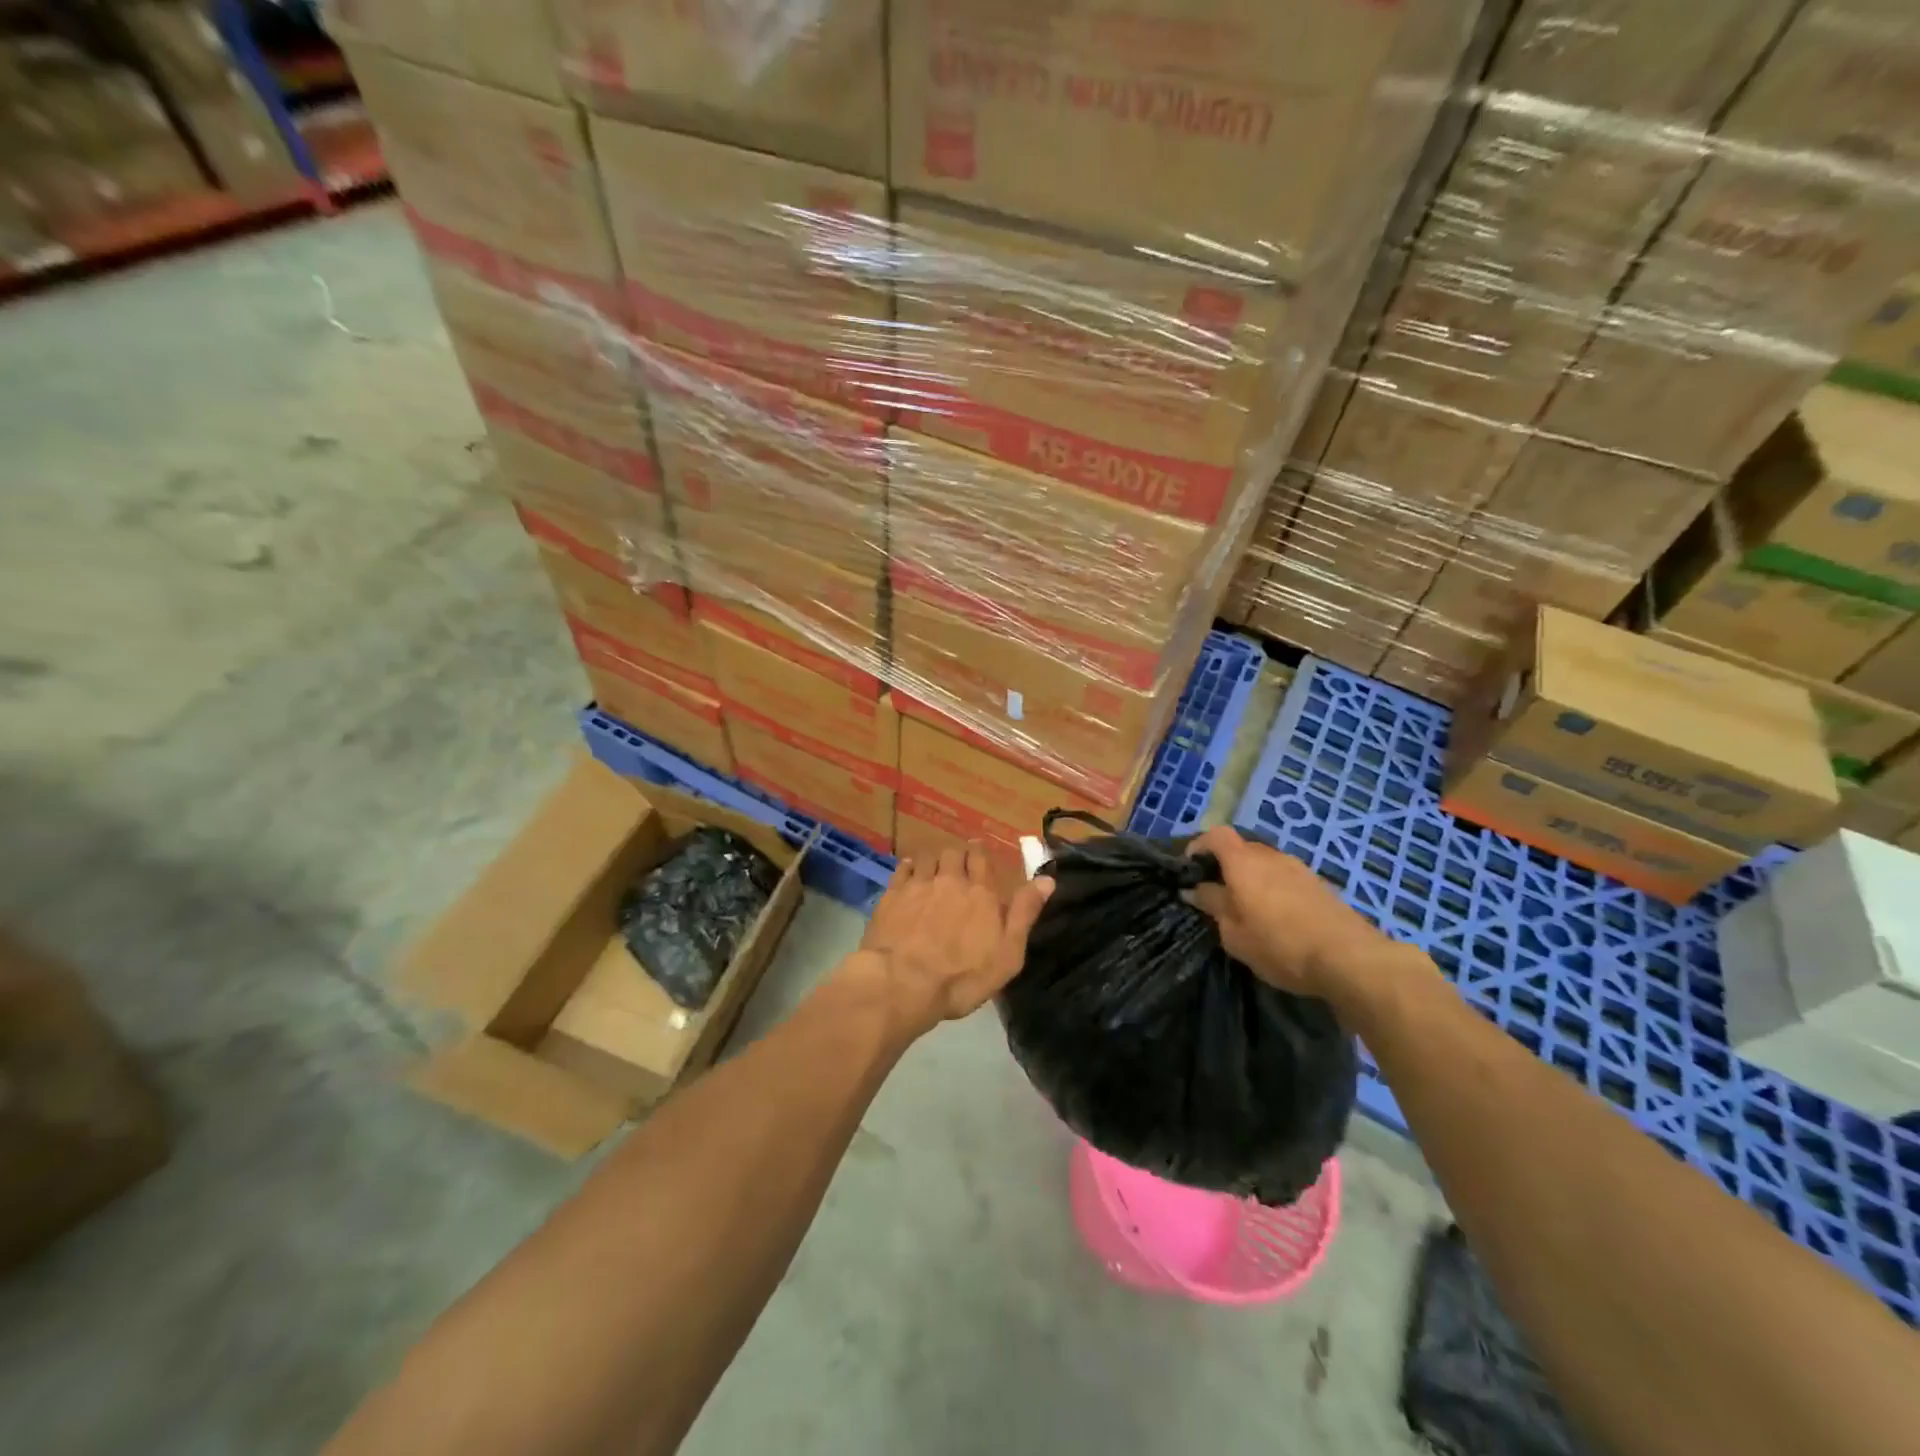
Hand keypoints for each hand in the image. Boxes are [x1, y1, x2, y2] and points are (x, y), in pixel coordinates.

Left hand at [846, 845, 1052, 1036]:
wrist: (904, 982)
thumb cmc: (962, 976)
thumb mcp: (1008, 954)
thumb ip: (1025, 913)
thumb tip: (1047, 879)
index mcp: (981, 892)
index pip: (982, 858)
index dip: (980, 856)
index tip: (980, 859)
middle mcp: (950, 880)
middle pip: (954, 852)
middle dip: (957, 856)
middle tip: (958, 867)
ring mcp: (918, 884)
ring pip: (927, 857)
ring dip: (933, 860)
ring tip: (934, 871)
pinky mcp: (892, 894)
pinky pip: (902, 869)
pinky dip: (908, 867)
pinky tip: (909, 875)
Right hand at [1184, 826, 1390, 1001]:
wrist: (1349, 959)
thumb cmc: (1279, 945)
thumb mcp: (1234, 933)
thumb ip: (1212, 905)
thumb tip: (1194, 889)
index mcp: (1244, 862)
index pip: (1216, 835)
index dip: (1199, 845)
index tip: (1190, 867)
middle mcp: (1271, 856)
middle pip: (1241, 847)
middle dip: (1225, 864)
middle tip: (1216, 891)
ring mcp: (1299, 868)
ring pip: (1265, 862)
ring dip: (1252, 877)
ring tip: (1248, 906)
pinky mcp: (1319, 884)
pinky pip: (1285, 877)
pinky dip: (1273, 887)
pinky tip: (1277, 915)